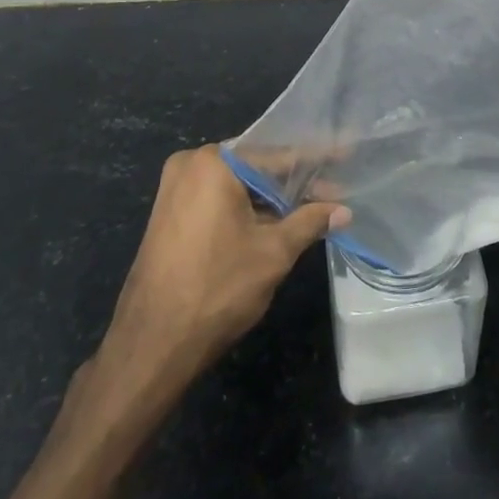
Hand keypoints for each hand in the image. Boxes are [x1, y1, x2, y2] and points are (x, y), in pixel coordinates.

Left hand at [99, 146, 349, 390]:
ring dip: (272, 198)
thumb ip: (310, 222)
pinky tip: (278, 220)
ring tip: (314, 206)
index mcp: (213, 163)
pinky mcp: (170, 215)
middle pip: (255, 166)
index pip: (276, 154)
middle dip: (294, 181)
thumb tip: (344, 210)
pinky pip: (219, 200)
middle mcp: (190, 166)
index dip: (314, 160)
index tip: (345, 156)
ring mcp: (174, 190)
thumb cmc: (218, 288)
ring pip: (237, 185)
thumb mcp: (274, 252)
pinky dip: (248, 209)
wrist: (153, 343)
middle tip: (333, 189)